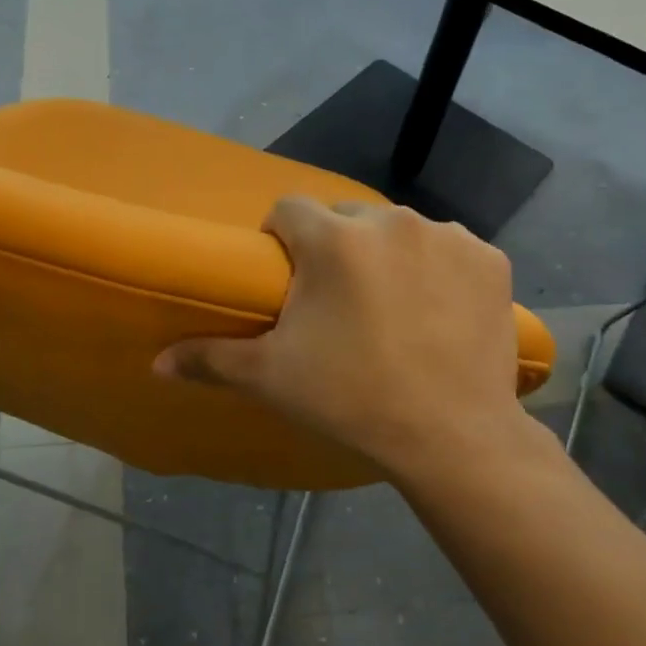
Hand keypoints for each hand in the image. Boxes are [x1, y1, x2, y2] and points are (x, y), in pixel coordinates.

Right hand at [154, 199, 527, 478]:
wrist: (454, 437)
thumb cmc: (352, 400)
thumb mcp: (272, 378)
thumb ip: (210, 358)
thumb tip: (155, 363)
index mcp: (334, 240)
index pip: (289, 208)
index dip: (280, 239)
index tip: (288, 278)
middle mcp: (392, 221)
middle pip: (346, 218)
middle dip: (335, 247)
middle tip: (339, 302)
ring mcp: (448, 236)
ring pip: (400, 231)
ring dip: (388, 256)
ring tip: (393, 309)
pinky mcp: (490, 259)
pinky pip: (449, 249)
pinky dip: (439, 270)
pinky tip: (439, 312)